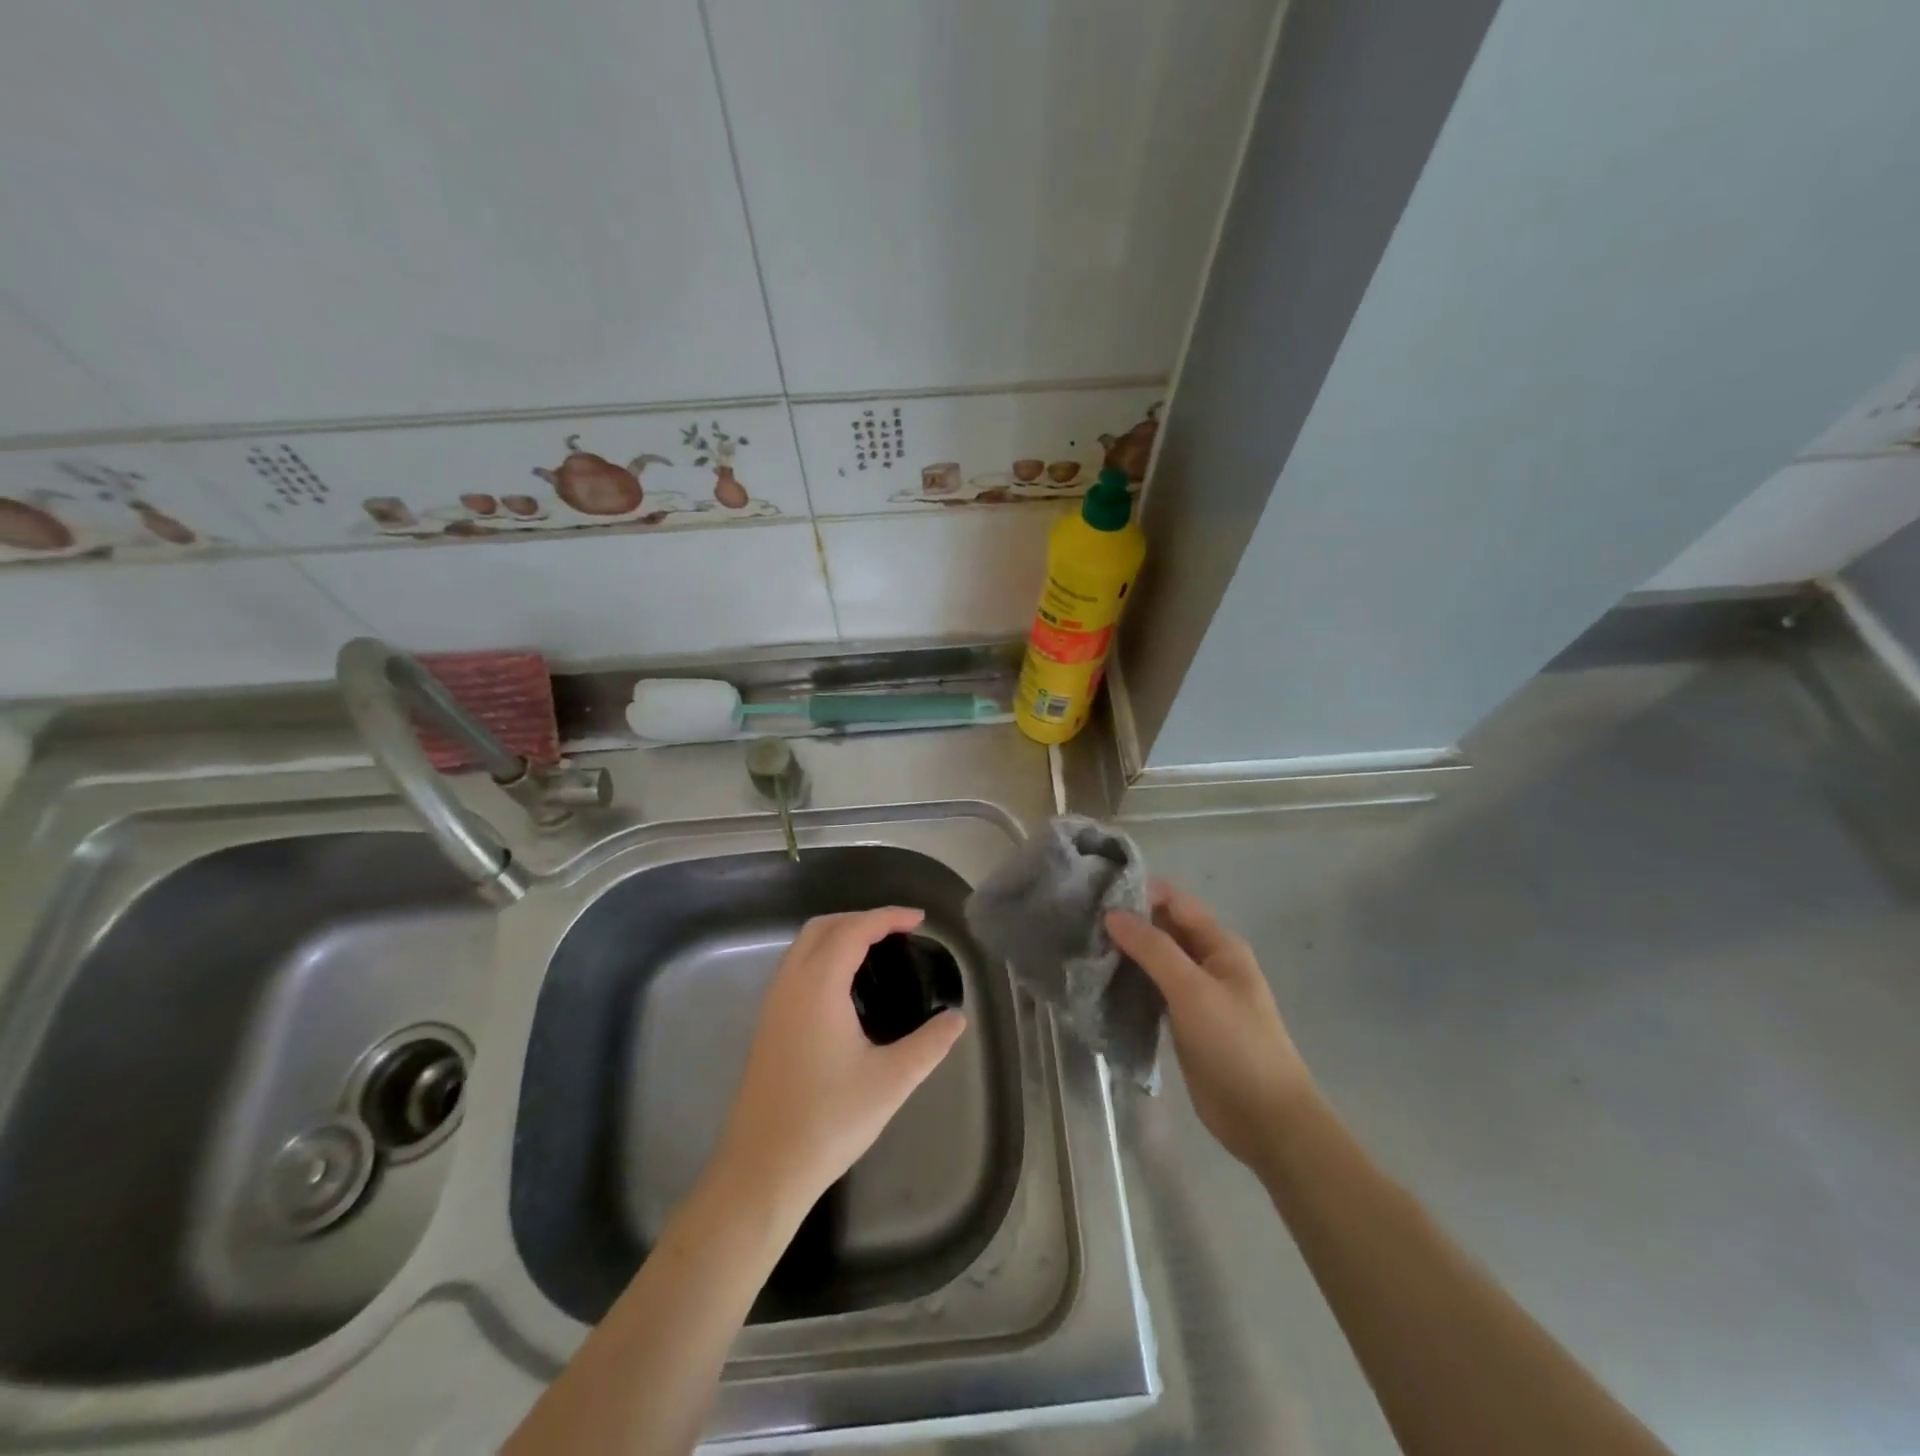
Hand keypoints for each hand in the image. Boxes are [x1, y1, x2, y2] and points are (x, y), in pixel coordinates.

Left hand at [710, 907, 965, 1221]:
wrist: (762, 1170)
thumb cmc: (828, 1121)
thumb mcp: (891, 1081)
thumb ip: (929, 1045)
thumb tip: (957, 1019)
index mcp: (818, 986)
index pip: (854, 929)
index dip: (888, 917)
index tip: (920, 920)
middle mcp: (790, 984)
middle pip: (824, 927)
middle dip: (862, 919)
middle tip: (899, 932)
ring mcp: (773, 1004)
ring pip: (803, 946)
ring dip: (839, 935)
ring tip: (876, 952)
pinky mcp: (767, 1025)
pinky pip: (795, 967)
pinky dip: (822, 956)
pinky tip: (844, 987)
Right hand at [1107, 882, 1313, 1176]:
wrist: (1265, 1119)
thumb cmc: (1234, 1045)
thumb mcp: (1193, 990)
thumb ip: (1153, 948)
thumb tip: (1112, 913)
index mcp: (1219, 944)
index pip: (1174, 901)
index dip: (1138, 893)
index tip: (1095, 895)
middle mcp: (1208, 961)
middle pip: (1163, 928)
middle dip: (1127, 923)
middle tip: (1080, 923)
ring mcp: (1196, 993)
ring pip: (1155, 960)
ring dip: (1125, 953)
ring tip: (1083, 949)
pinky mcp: (1183, 1020)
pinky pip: (1152, 990)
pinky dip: (1130, 983)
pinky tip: (1100, 983)